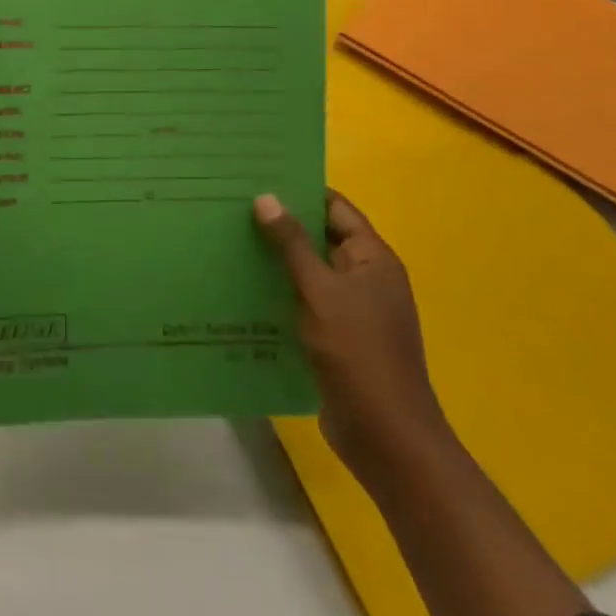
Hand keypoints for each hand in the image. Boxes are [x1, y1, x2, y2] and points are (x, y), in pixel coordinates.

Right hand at [254, 190, 451, 487]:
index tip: (258, 177)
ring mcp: (352, 311)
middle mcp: (365, 279)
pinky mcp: (336, 339)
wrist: (386, 437)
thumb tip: (266, 197)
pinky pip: (304, 302)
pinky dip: (279, 292)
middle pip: (320, 238)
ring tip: (228, 241)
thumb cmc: (358, 353)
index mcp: (373, 259)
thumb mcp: (320, 291)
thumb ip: (292, 244)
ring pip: (309, 272)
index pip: (335, 208)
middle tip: (232, 206)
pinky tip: (243, 288)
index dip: (301, 191)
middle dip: (281, 224)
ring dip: (276, 260)